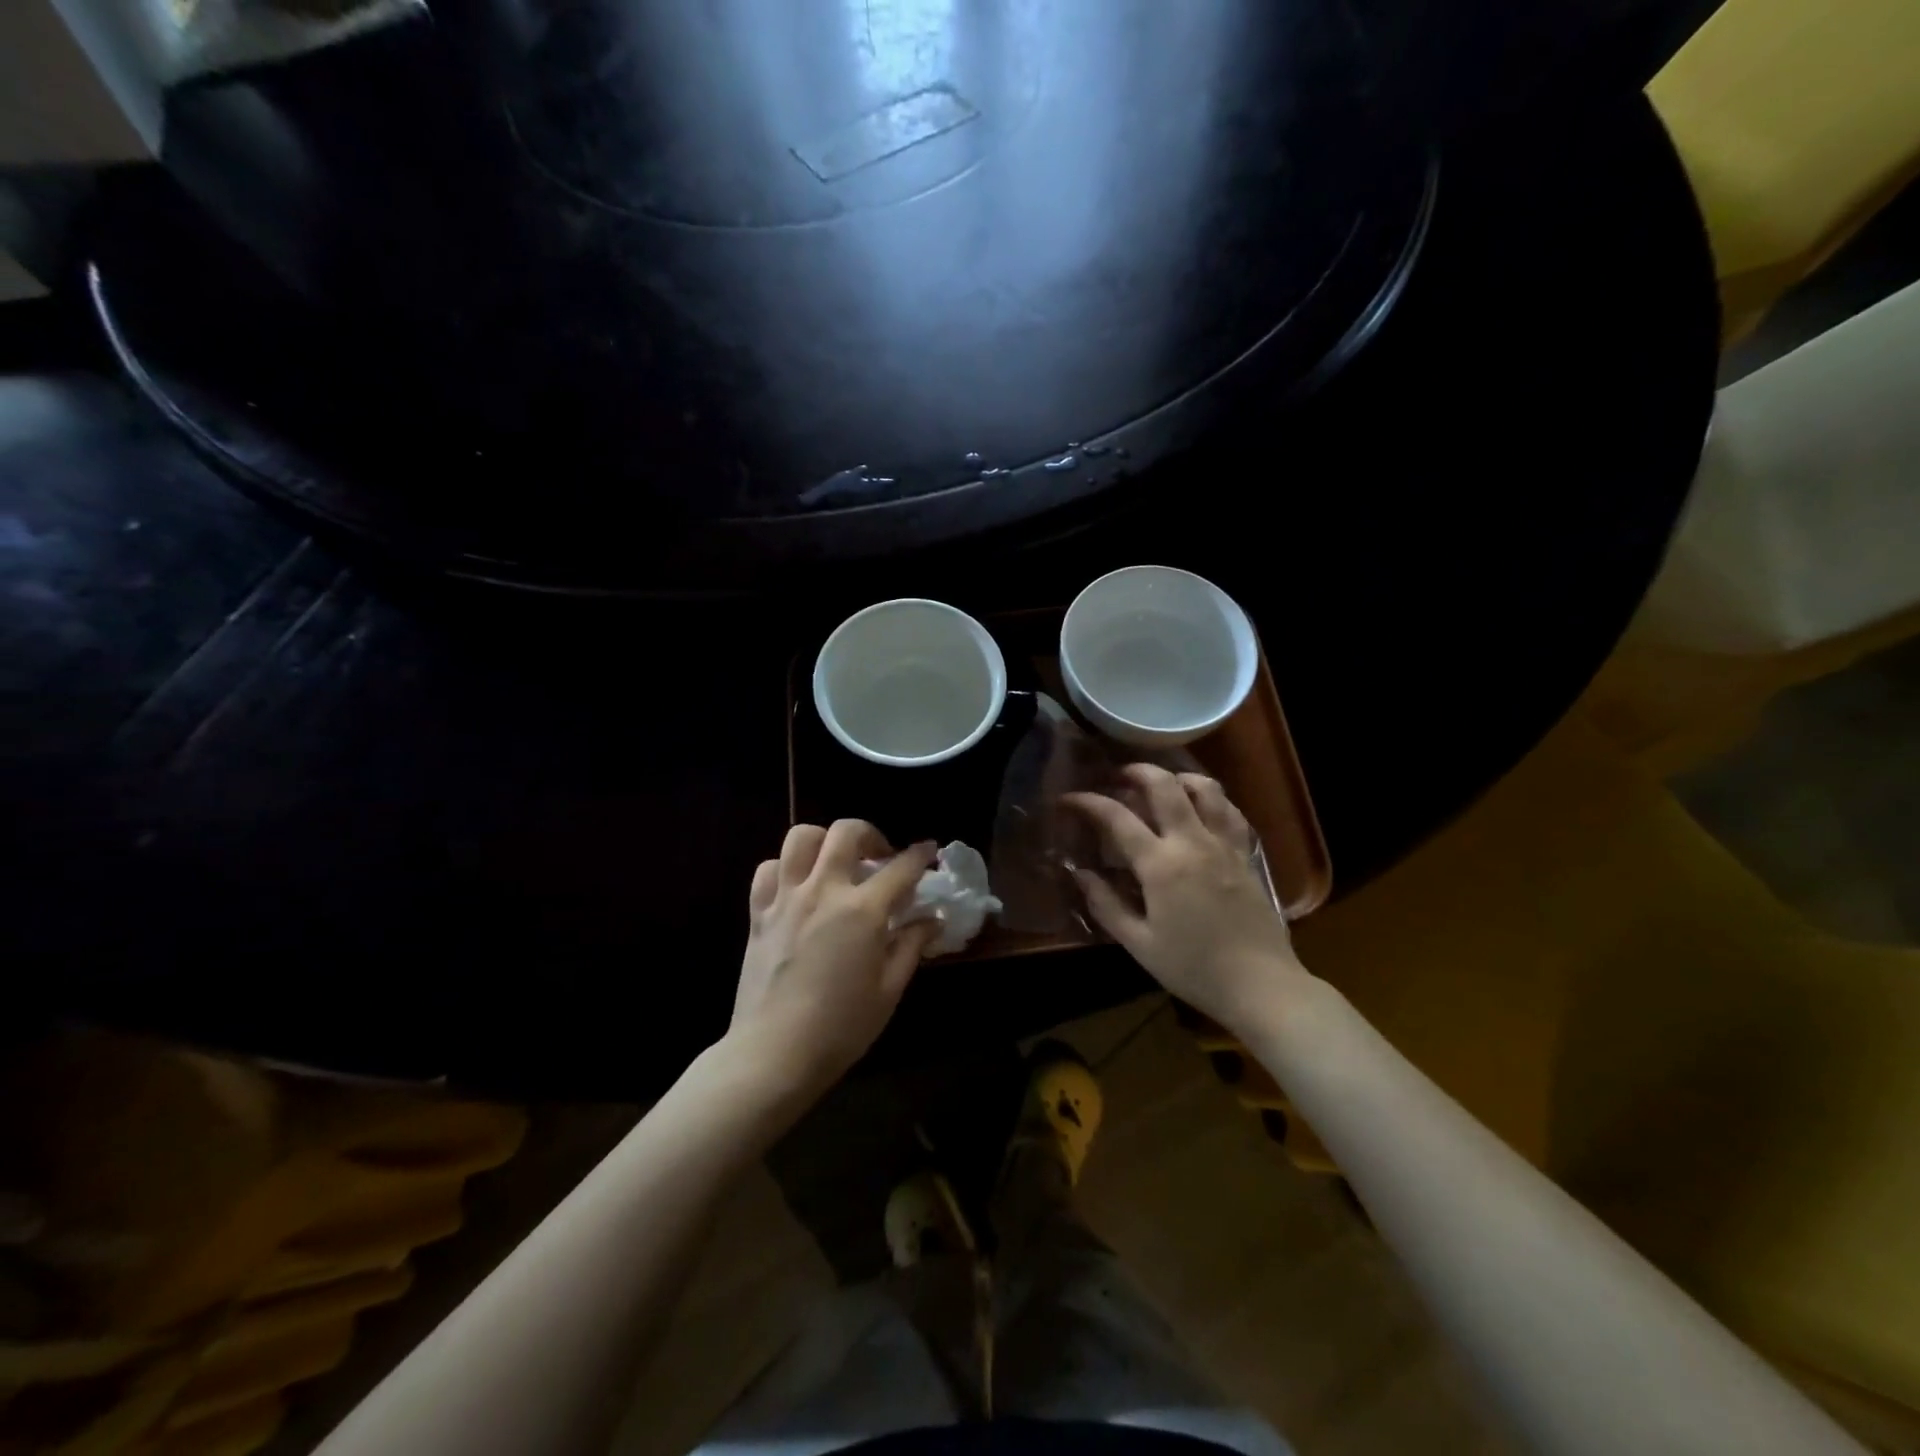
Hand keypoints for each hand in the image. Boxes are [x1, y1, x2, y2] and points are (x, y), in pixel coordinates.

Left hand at [729, 822, 937, 1102]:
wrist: (774, 1054)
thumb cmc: (841, 1028)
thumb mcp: (889, 990)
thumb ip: (912, 946)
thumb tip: (931, 920)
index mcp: (862, 911)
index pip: (900, 868)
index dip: (920, 855)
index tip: (929, 850)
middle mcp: (823, 891)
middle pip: (846, 832)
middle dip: (871, 834)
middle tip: (880, 857)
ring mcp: (786, 898)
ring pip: (801, 838)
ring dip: (825, 841)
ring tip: (836, 863)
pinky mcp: (758, 913)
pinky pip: (768, 870)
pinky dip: (786, 867)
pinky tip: (799, 886)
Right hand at [1065, 764, 1305, 1032]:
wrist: (1261, 985)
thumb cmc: (1193, 968)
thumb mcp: (1139, 944)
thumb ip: (1105, 904)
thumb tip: (1078, 873)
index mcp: (1161, 865)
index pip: (1117, 818)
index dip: (1089, 802)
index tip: (1068, 799)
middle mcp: (1193, 842)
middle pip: (1164, 786)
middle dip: (1136, 771)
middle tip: (1117, 776)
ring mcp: (1224, 845)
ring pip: (1204, 788)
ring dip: (1177, 777)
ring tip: (1160, 784)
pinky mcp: (1246, 855)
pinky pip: (1229, 810)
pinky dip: (1210, 797)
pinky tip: (1200, 806)